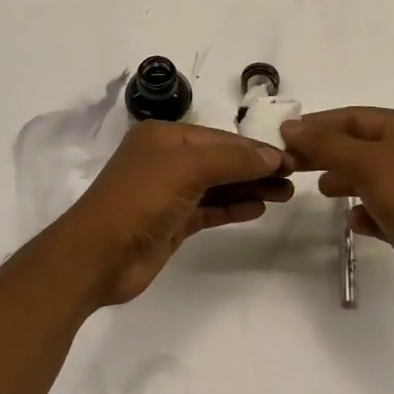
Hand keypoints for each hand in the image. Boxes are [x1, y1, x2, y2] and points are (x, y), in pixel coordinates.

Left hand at [48, 122, 294, 306]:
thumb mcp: (186, 170)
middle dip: (256, 168)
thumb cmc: (140, 200)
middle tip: (295, 178)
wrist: (97, 256)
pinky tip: (258, 208)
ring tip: (286, 194)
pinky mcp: (172, 222)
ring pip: (217, 185)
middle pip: (220, 160)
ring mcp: (169, 193)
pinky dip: (233, 207)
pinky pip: (209, 209)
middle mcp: (165, 160)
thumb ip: (231, 160)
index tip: (291, 158)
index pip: (219, 138)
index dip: (254, 148)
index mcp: (163, 137)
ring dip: (249, 187)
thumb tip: (272, 156)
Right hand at [282, 108, 393, 309]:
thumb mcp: (368, 162)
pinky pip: (381, 211)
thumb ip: (326, 144)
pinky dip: (365, 213)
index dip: (320, 124)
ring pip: (370, 178)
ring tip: (323, 190)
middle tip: (292, 163)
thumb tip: (290, 126)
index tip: (285, 135)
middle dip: (328, 153)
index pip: (356, 117)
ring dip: (345, 181)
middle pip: (361, 146)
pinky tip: (355, 222)